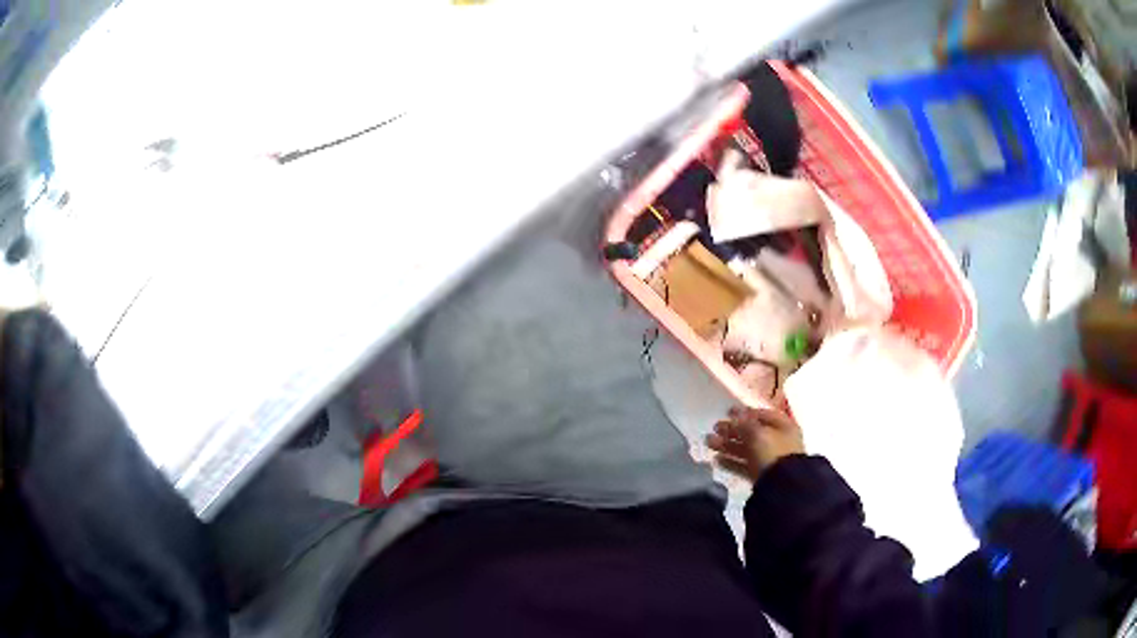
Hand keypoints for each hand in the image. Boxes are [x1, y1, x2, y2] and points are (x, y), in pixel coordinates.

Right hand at [706, 407, 804, 481]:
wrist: (781, 486)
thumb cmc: (774, 452)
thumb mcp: (759, 434)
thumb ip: (745, 424)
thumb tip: (735, 416)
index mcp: (783, 427)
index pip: (763, 415)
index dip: (745, 413)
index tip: (728, 412)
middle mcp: (777, 441)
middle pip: (752, 433)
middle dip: (732, 430)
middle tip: (715, 428)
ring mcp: (769, 459)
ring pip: (746, 449)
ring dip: (727, 445)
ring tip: (709, 442)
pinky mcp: (760, 475)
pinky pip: (744, 465)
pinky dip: (731, 462)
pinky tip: (716, 460)